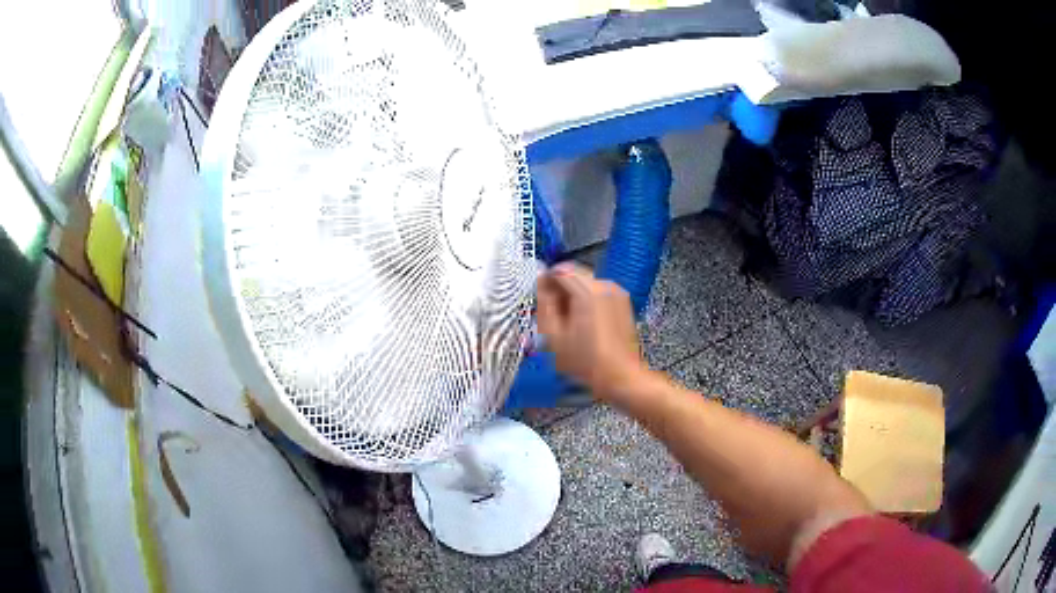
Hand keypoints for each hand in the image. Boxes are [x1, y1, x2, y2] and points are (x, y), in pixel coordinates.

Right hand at [536, 263, 646, 399]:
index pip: (559, 270)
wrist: (620, 375)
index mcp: (587, 291)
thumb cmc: (584, 360)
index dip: (545, 281)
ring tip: (570, 322)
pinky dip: (588, 300)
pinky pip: (598, 291)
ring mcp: (617, 290)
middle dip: (561, 289)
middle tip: (555, 315)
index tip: (541, 301)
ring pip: (586, 282)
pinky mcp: (623, 300)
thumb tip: (541, 281)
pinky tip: (586, 323)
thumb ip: (544, 302)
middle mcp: (604, 284)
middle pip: (574, 274)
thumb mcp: (553, 335)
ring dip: (574, 294)